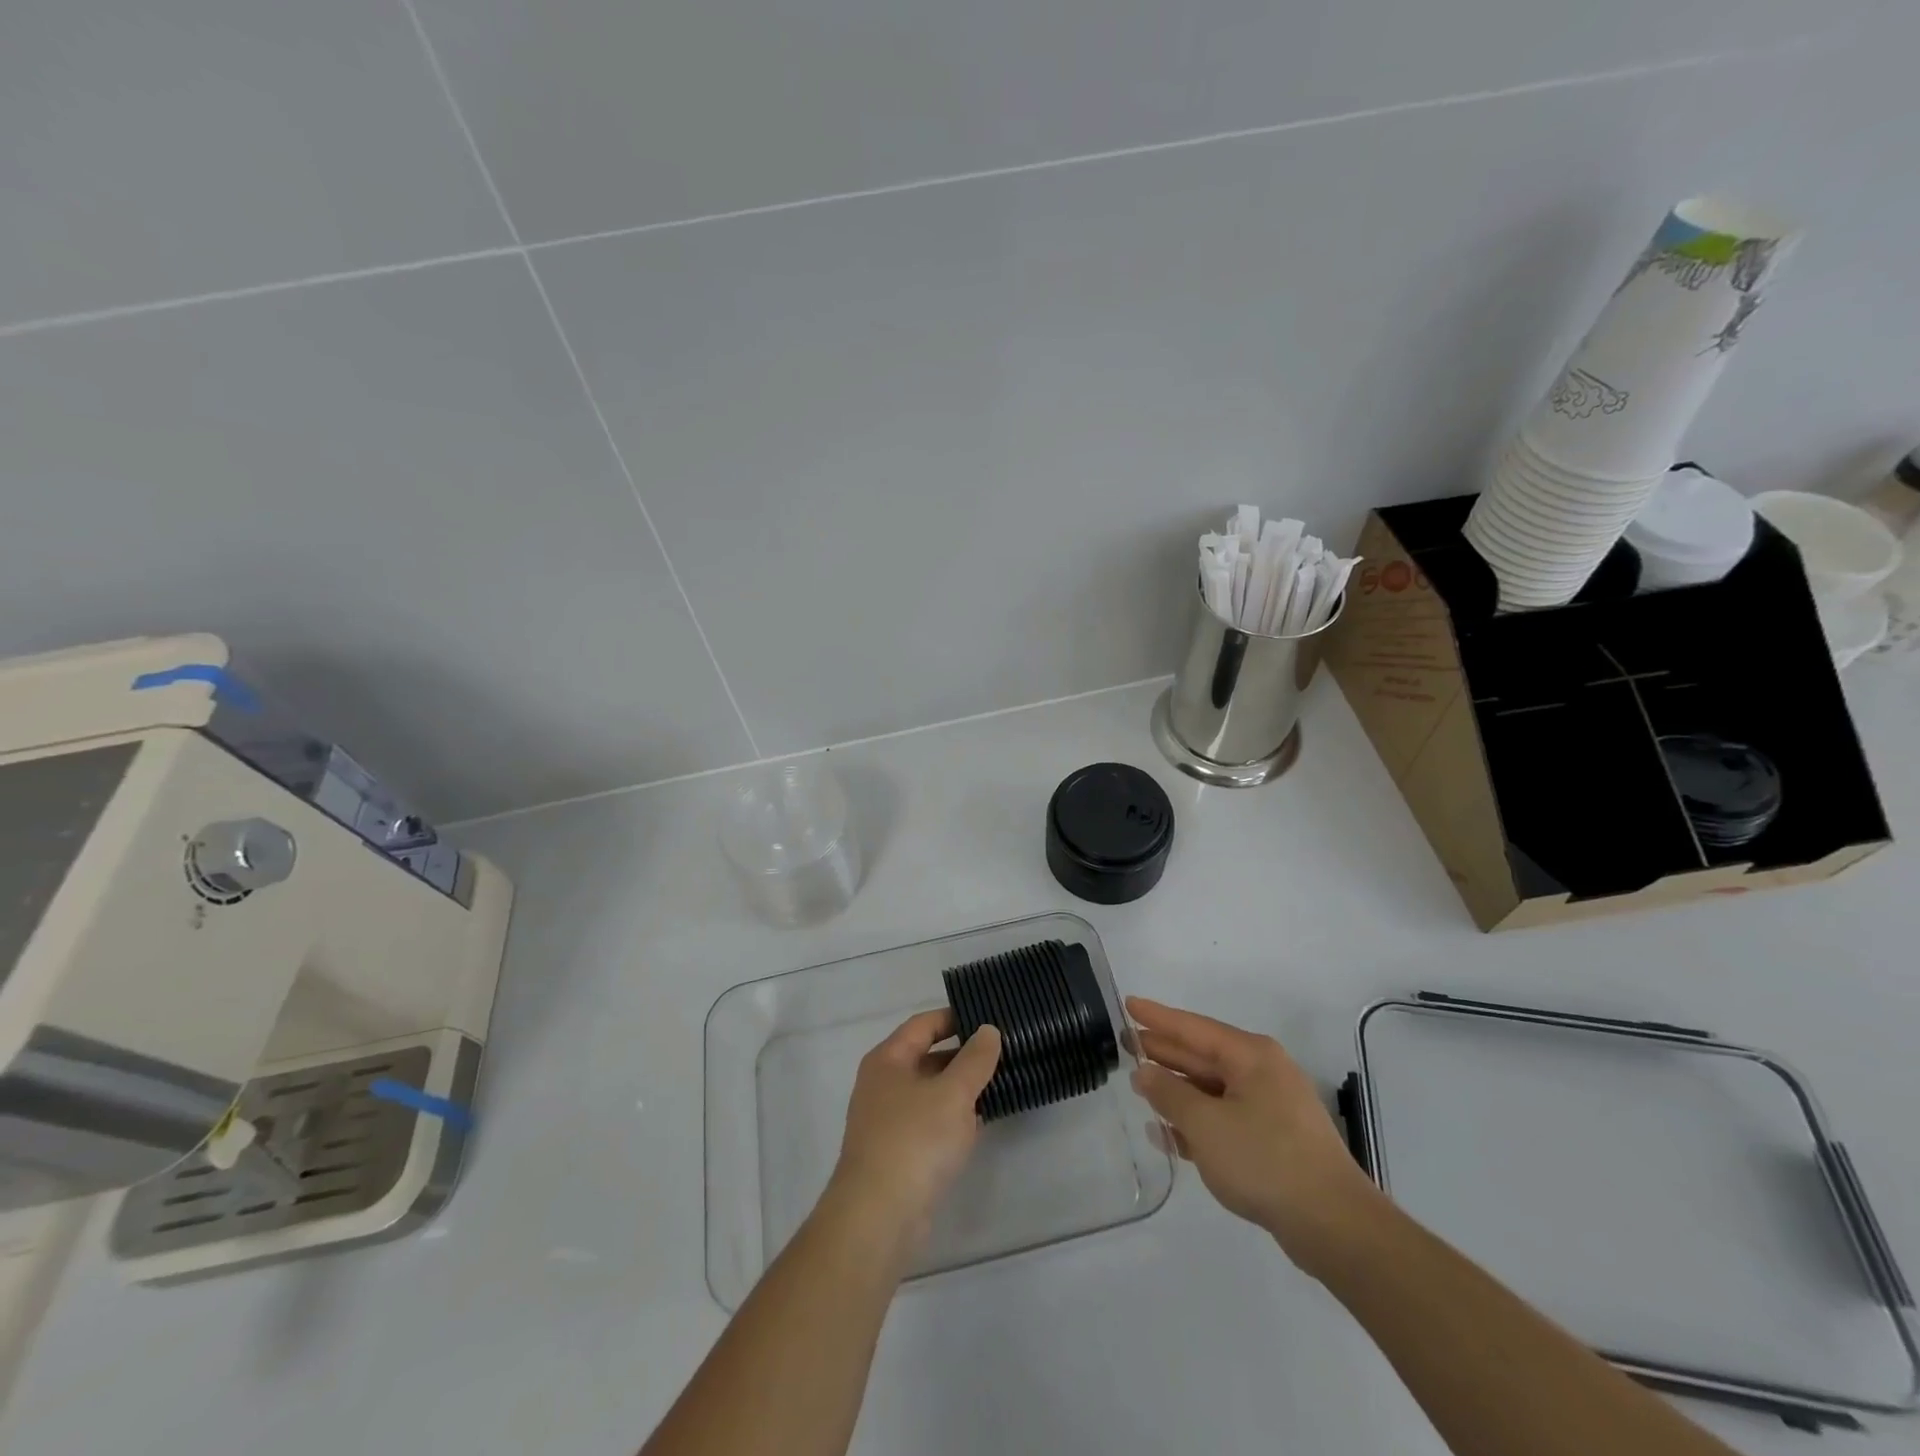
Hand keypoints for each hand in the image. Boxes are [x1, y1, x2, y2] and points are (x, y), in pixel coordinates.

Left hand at [819, 1010, 1001, 1270]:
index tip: (988, 1018)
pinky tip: (980, 1122)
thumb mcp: (953, 1093)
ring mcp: (888, 1120)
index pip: (923, 1024)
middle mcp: (883, 1084)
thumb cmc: (914, 1140)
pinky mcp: (897, 1153)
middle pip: (926, 1057)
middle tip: (1002, 1052)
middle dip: (963, 1055)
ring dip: (961, 1089)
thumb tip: (988, 1030)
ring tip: (1000, 1083)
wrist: (878, 1218)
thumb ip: (975, 1059)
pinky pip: (930, 1122)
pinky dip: (953, 1118)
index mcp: (887, 1060)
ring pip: (930, 1092)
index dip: (955, 1018)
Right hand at [1127, 997, 1383, 1276]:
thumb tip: (1143, 1072)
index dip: (1157, 1017)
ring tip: (1140, 1088)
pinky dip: (1196, 1122)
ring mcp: (1270, 1108)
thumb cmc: (1265, 1160)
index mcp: (1250, 1056)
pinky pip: (1224, 1119)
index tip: (1127, 1004)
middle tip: (1126, 1045)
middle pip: (1202, 1055)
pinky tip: (1167, 1134)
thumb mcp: (1206, 1124)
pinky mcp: (1273, 1141)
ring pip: (1212, 1089)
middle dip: (1164, 1052)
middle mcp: (1262, 1073)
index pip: (1192, 1027)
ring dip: (1177, 1091)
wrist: (1334, 1226)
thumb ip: (1169, 1093)